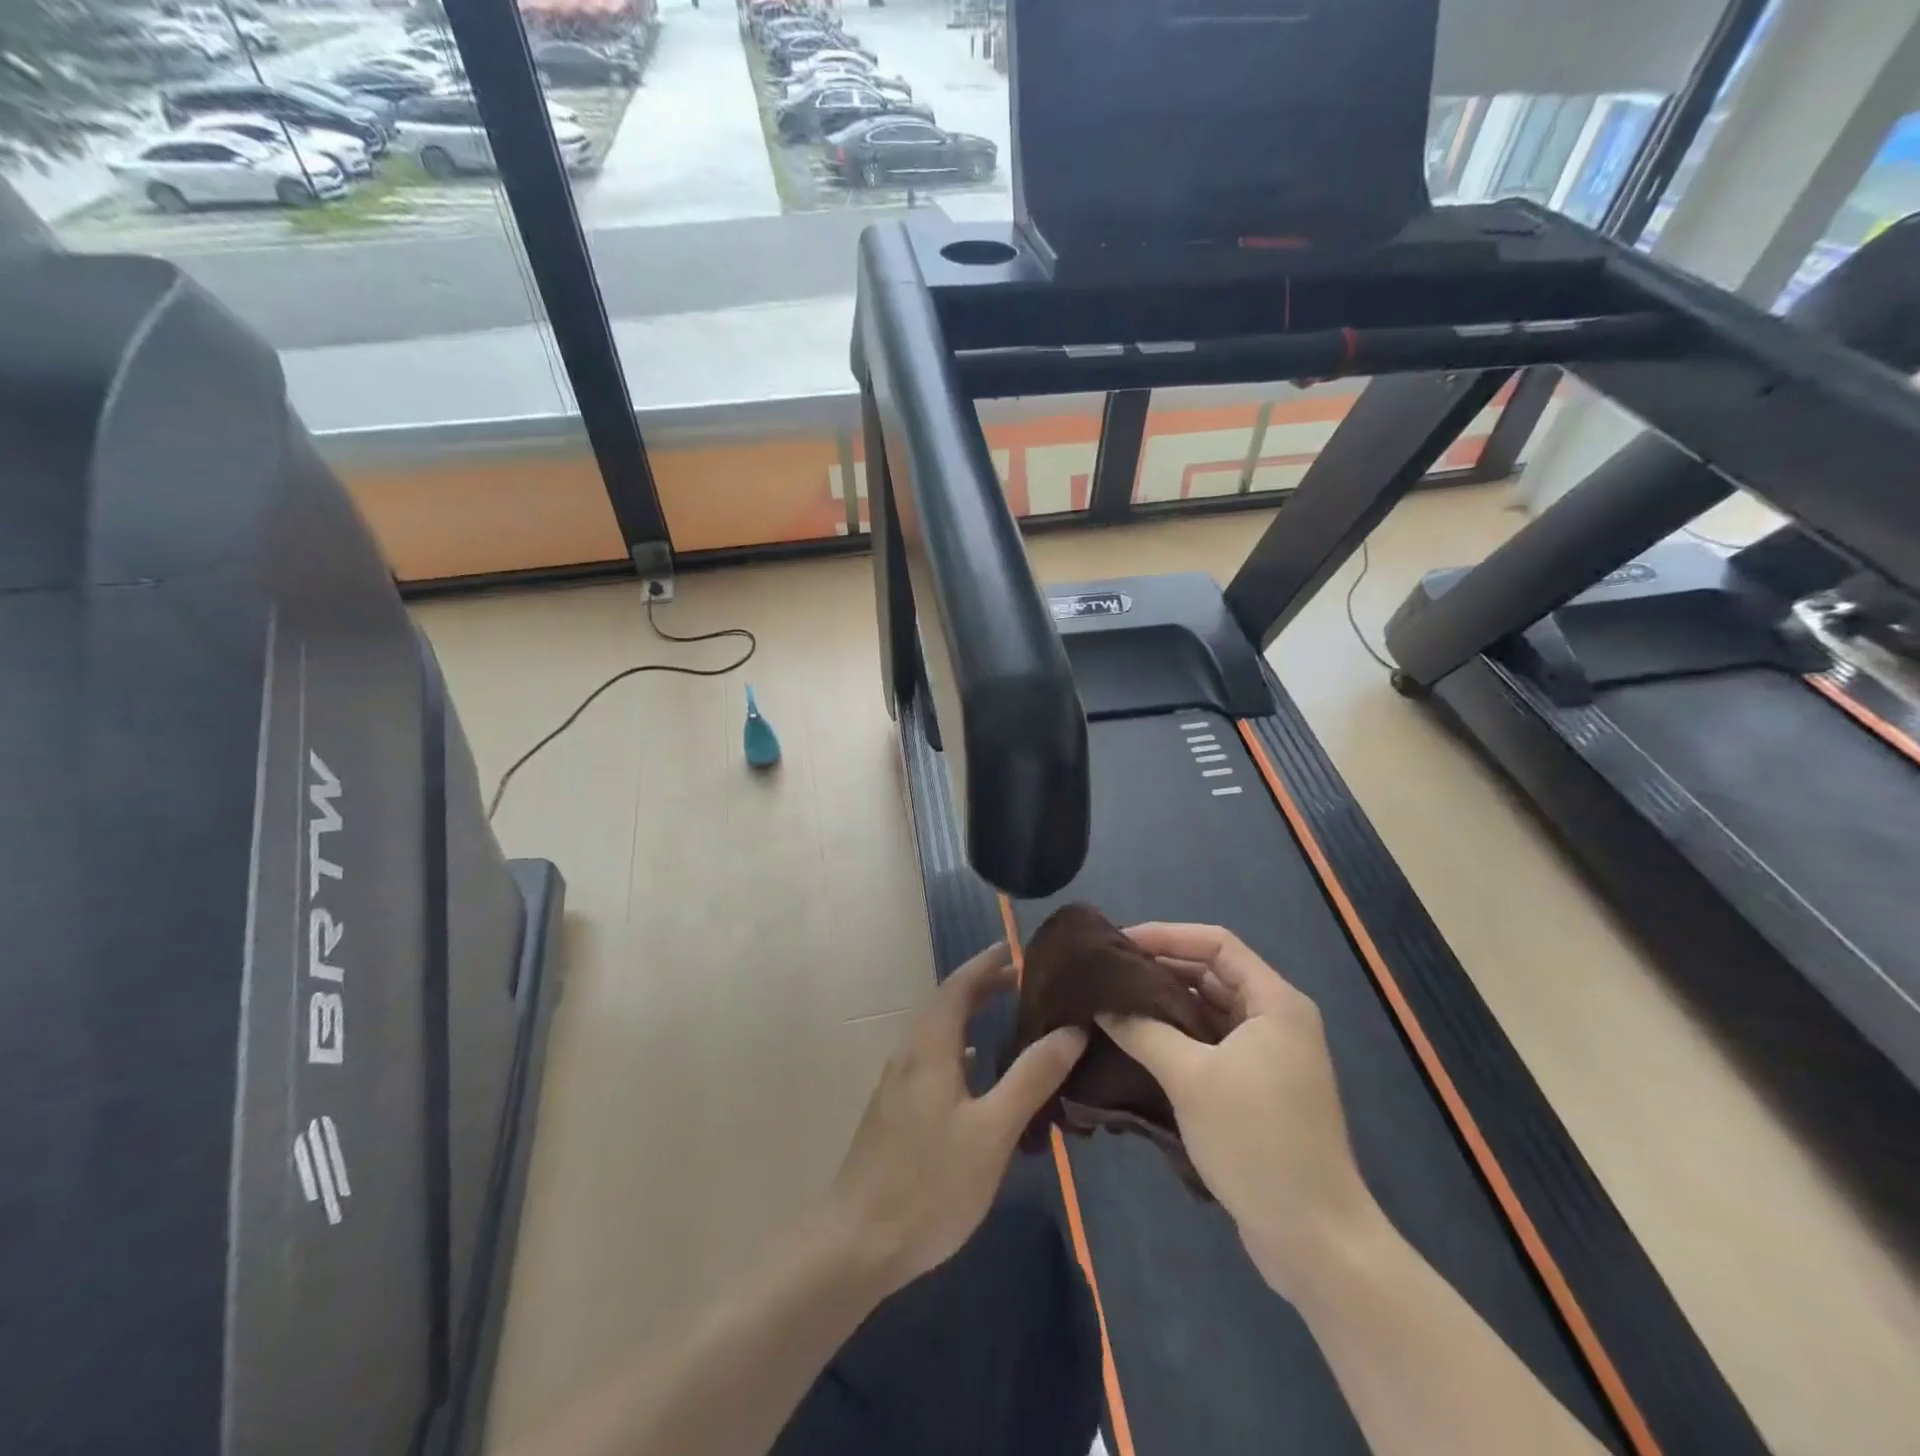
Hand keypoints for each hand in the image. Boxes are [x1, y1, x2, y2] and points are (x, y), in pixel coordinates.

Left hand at [830, 943, 1086, 1293]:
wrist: (856, 1243)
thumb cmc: (930, 1183)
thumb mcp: (993, 1131)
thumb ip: (1031, 1078)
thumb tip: (1070, 1030)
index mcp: (929, 1050)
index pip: (957, 988)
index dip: (985, 965)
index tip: (1014, 949)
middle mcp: (908, 1056)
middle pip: (945, 1007)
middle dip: (980, 988)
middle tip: (1020, 980)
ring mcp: (896, 1086)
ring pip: (936, 1035)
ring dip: (968, 1018)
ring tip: (1005, 1019)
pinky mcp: (893, 1114)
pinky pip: (931, 1061)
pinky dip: (958, 1050)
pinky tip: (974, 1075)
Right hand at [1096, 923, 1378, 1300]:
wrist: (1314, 1239)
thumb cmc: (1256, 1141)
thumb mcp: (1190, 1078)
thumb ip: (1143, 1031)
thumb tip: (1101, 1004)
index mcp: (1274, 1002)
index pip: (1216, 944)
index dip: (1167, 935)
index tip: (1120, 944)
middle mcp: (1276, 1019)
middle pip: (1213, 974)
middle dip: (1161, 969)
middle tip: (1109, 974)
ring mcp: (1270, 1056)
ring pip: (1210, 1011)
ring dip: (1166, 1005)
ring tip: (1115, 1004)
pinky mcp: (1260, 1089)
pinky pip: (1212, 1044)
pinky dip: (1178, 1038)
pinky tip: (1138, 1044)